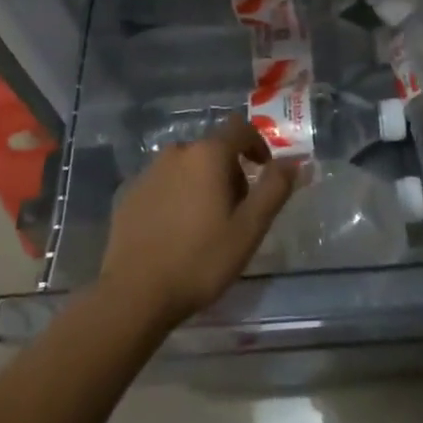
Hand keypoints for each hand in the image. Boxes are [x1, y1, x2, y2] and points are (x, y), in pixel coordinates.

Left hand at [99, 121, 296, 326]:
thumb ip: (275, 189)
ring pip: (187, 166)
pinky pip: (163, 183)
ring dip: (202, 182)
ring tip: (206, 223)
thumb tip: (294, 161)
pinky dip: (176, 196)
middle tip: (237, 211)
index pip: (240, 128)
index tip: (263, 171)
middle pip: (213, 149)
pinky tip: (176, 231)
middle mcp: (177, 152)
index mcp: (208, 154)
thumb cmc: (200, 259)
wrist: (134, 294)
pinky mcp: (129, 193)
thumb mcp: (249, 228)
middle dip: (230, 170)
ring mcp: (148, 172)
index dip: (257, 145)